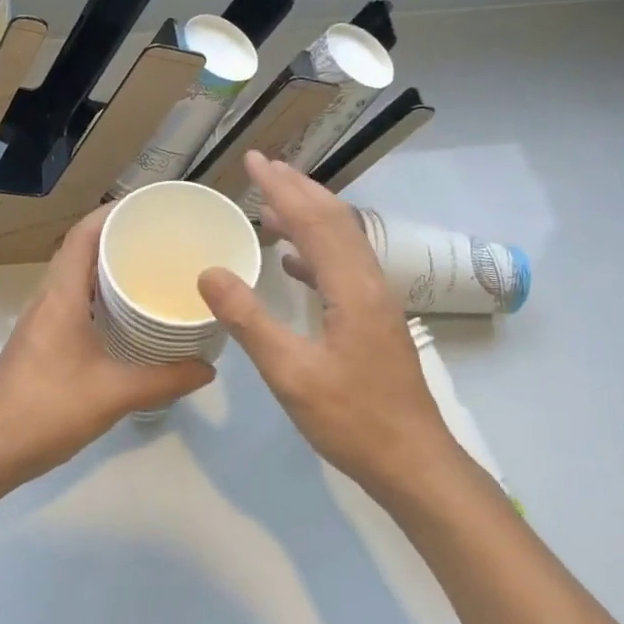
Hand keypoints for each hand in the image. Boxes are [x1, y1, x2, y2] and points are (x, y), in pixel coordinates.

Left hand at [0, 204, 213, 489]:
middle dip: (115, 236)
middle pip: (78, 250)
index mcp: (60, 297)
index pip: (82, 236)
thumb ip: (165, 379)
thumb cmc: (49, 411)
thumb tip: (208, 368)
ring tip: (145, 268)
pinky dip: (95, 294)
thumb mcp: (115, 395)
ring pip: (72, 276)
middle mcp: (45, 299)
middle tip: (157, 238)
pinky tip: (122, 315)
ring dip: (103, 266)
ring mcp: (37, 320)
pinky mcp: (37, 340)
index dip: (111, 213)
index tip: (147, 208)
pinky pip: (69, 299)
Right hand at [196, 151, 462, 496]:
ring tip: (272, 203)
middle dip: (298, 188)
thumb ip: (249, 320)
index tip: (254, 160)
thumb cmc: (352, 420)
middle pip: (334, 220)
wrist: (414, 463)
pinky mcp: (375, 320)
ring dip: (308, 215)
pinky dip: (315, 250)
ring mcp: (376, 301)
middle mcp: (369, 283)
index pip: (314, 220)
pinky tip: (292, 261)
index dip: (282, 187)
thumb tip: (209, 272)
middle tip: (262, 166)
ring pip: (341, 241)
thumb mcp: (291, 373)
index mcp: (351, 288)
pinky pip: (341, 267)